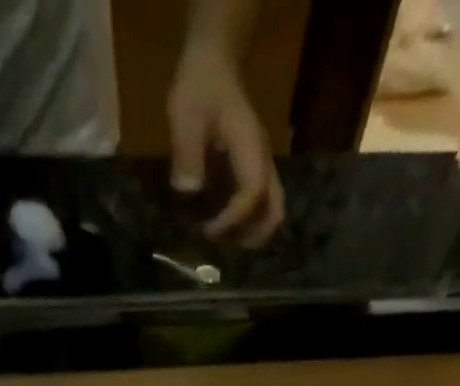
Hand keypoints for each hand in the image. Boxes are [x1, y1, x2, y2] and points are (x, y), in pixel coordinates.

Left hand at [167, 41, 284, 245]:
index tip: (208, 231)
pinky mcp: (253, 169)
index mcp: (250, 149)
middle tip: (225, 249)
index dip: (232, 219)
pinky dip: (248, 222)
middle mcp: (263, 161)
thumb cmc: (200, 87)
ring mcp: (261, 165)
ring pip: (271, 210)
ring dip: (253, 232)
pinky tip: (226, 228)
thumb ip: (187, 151)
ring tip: (226, 243)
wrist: (214, 63)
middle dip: (253, 236)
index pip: (251, 194)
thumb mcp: (186, 114)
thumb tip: (187, 191)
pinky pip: (261, 203)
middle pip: (274, 211)